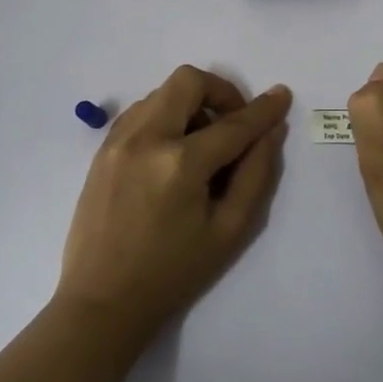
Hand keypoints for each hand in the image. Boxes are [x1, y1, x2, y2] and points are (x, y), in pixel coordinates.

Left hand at [56, 65, 290, 335]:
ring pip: (161, 92)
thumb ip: (256, 175)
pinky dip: (164, 116)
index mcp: (180, 164)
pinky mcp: (101, 150)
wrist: (102, 300)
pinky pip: (139, 111)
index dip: (262, 109)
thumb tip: (271, 131)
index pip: (232, 124)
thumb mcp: (229, 231)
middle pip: (188, 81)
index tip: (281, 96)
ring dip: (190, 105)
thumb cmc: (173, 273)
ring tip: (201, 145)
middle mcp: (145, 139)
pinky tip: (172, 152)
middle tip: (233, 124)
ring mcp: (117, 141)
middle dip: (220, 93)